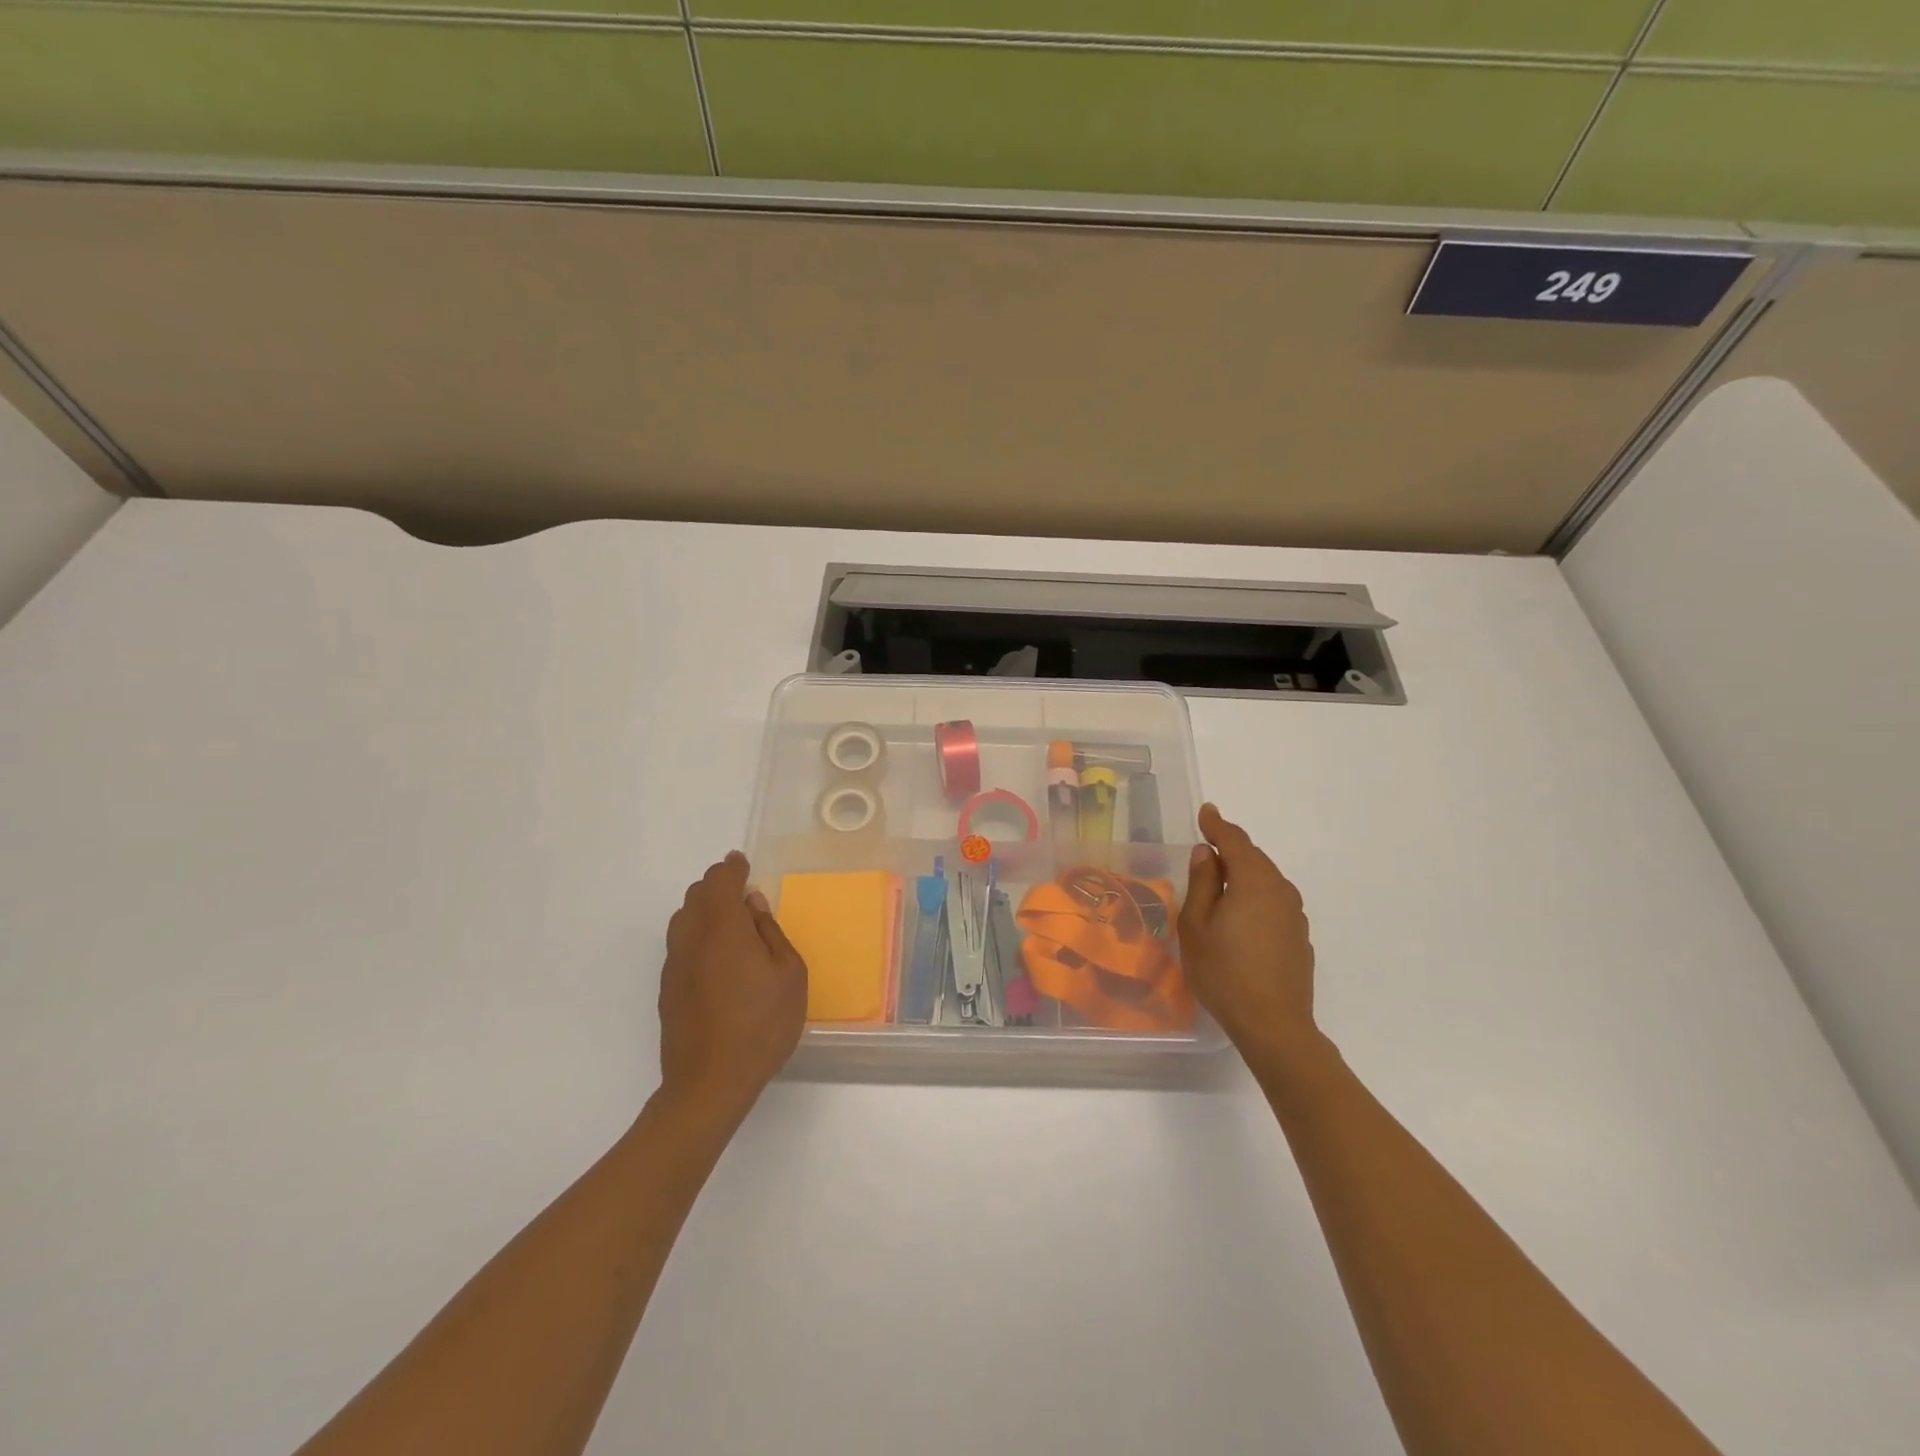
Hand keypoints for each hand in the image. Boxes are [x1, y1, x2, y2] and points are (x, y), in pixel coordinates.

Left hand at [657, 851, 807, 1122]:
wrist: (709, 1083)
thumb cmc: (762, 1025)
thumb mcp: (789, 975)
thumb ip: (771, 933)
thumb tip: (753, 905)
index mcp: (723, 928)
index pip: (720, 880)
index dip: (731, 867)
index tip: (742, 863)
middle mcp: (691, 939)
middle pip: (696, 895)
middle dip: (717, 886)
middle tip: (742, 895)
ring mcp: (674, 965)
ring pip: (683, 919)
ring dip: (704, 910)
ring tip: (730, 925)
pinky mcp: (667, 989)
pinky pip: (680, 945)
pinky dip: (696, 936)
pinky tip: (717, 959)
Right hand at [1179, 804, 1322, 1065]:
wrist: (1273, 1025)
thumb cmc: (1224, 972)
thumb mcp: (1196, 925)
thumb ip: (1202, 883)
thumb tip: (1206, 853)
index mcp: (1254, 881)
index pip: (1234, 842)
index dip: (1217, 825)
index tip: (1206, 812)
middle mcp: (1280, 890)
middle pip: (1254, 858)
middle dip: (1231, 848)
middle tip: (1207, 843)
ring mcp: (1294, 915)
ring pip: (1266, 880)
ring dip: (1244, 873)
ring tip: (1220, 877)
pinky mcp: (1299, 938)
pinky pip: (1273, 902)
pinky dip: (1255, 895)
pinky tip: (1241, 912)